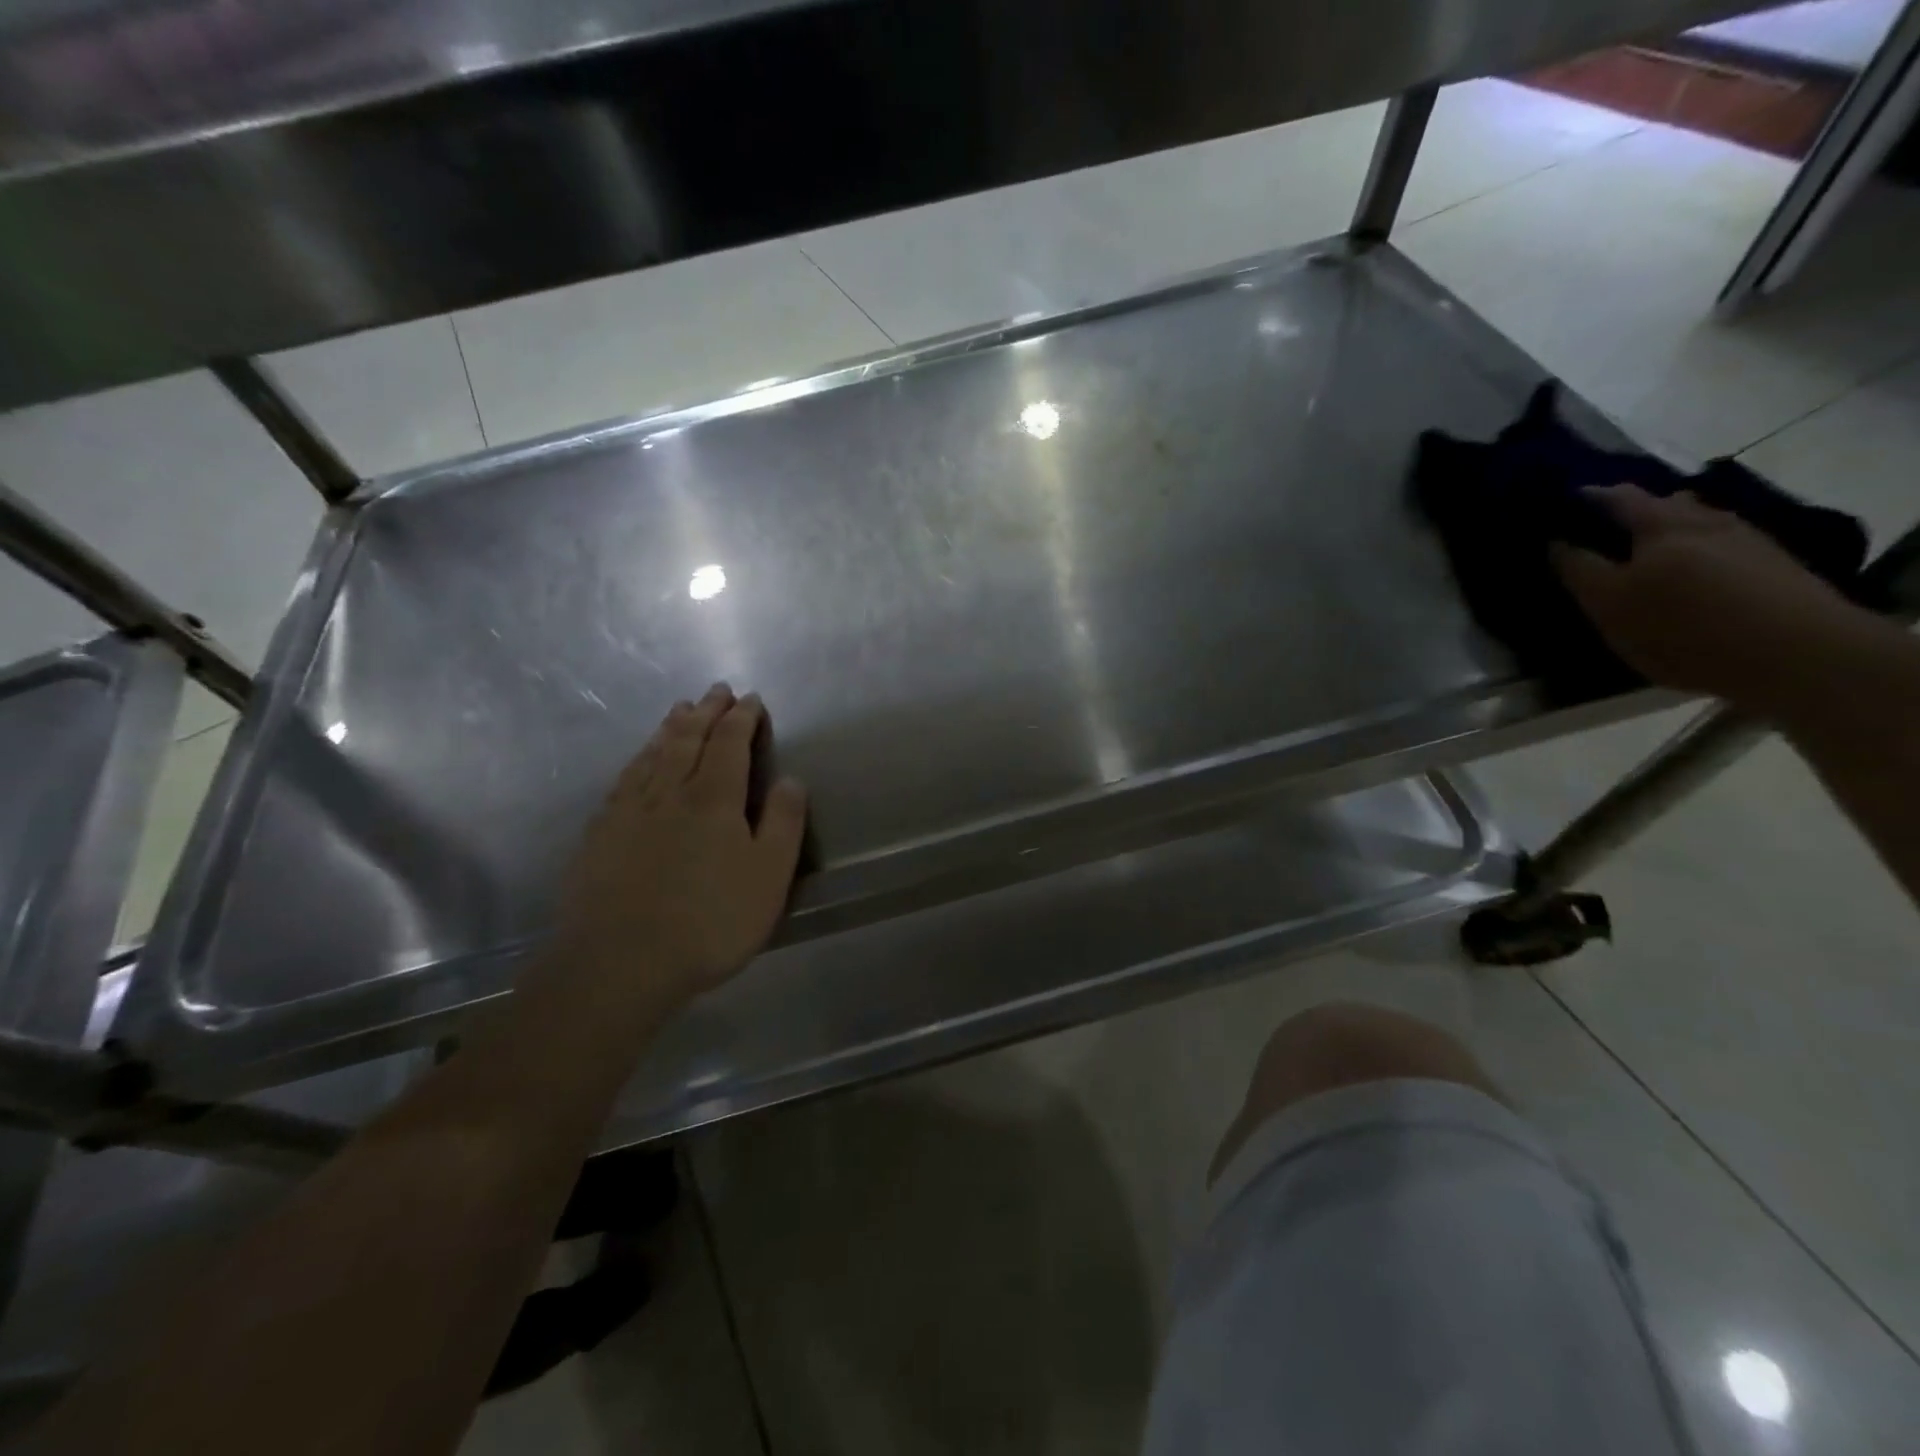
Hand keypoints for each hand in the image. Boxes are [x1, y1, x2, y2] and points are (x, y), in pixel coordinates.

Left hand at [555, 683, 808, 1000]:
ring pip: (652, 755)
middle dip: (706, 712)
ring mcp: (628, 811)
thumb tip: (791, 778)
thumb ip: (784, 823)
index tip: (751, 699)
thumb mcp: (769, 876)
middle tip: (716, 691)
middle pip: (688, 739)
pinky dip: (638, 759)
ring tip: (679, 710)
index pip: (730, 743)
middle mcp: (669, 792)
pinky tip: (638, 761)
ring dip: (670, 728)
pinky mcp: (599, 835)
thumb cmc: (710, 922)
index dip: (742, 718)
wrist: (619, 963)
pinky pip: (623, 780)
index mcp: (713, 798)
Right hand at [1553, 484, 1876, 716]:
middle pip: (1662, 504)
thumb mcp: (1611, 605)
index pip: (1615, 496)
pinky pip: (1721, 545)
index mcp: (1661, 524)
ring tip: (1647, 558)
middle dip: (1632, 514)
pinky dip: (1697, 553)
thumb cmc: (1683, 628)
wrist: (1797, 653)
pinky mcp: (1773, 564)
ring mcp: (1746, 539)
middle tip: (1603, 537)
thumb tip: (1556, 542)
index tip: (1559, 510)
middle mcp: (1705, 519)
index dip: (1586, 499)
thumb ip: (1580, 570)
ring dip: (1669, 533)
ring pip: (1696, 523)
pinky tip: (1691, 577)